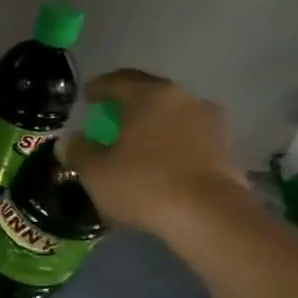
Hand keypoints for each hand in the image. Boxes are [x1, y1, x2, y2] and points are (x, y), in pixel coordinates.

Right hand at [64, 69, 249, 239]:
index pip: (118, 81)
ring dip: (153, 123)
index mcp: (149, 95)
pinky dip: (171, 143)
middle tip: (109, 117)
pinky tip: (159, 161)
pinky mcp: (226, 149)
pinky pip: (189, 137)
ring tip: (136, 141)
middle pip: (149, 93)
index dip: (99, 87)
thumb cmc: (143, 184)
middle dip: (128, 102)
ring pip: (172, 115)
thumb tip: (71, 141)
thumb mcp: (95, 171)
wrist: (210, 216)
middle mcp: (184, 99)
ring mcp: (210, 122)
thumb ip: (79, 151)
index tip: (87, 96)